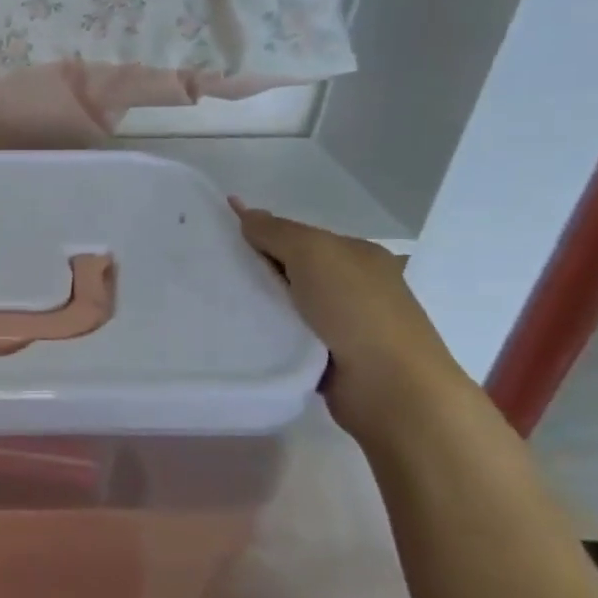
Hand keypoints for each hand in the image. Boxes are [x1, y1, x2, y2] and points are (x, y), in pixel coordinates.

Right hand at [230, 200, 471, 439]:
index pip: (298, 237)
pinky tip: (237, 332)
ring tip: (211, 303)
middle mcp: (353, 286)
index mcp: (357, 255)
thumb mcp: (314, 254)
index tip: (216, 238)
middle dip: (253, 269)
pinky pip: (284, 336)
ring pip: (284, 305)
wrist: (390, 387)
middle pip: (289, 269)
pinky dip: (265, 333)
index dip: (259, 234)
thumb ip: (277, 232)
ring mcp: (342, 324)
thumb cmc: (356, 310)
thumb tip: (244, 210)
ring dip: (256, 305)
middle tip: (207, 271)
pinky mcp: (327, 357)